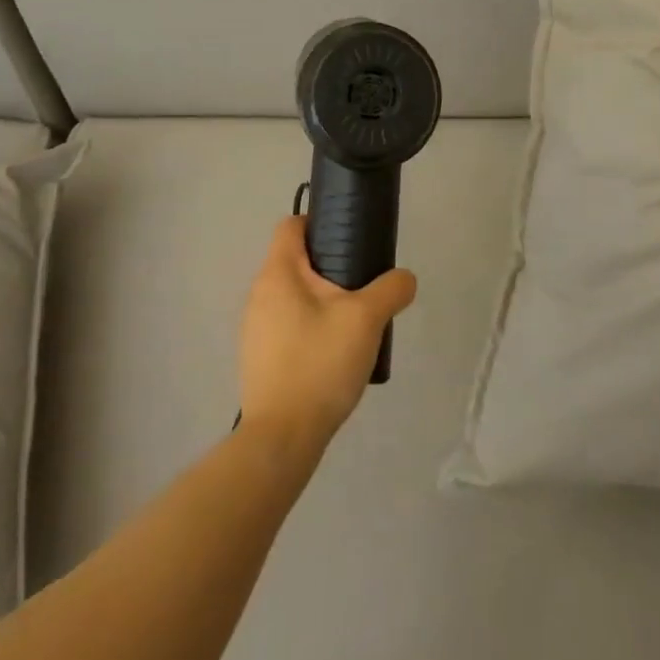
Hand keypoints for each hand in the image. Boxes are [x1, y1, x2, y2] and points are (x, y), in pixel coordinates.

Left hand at [238, 217, 417, 452]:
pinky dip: (313, 326)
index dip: (321, 223)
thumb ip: (391, 289)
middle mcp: (259, 294)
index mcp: (278, 273)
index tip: (352, 239)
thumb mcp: (367, 319)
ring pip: (295, 295)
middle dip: (332, 265)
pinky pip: (290, 325)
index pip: (292, 225)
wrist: (283, 437)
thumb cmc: (320, 364)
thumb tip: (404, 279)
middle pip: (297, 260)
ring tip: (356, 322)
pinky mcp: (261, 356)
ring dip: (325, 299)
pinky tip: (337, 352)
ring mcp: (256, 328)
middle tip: (365, 284)